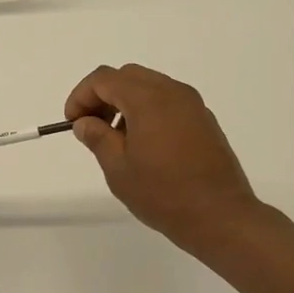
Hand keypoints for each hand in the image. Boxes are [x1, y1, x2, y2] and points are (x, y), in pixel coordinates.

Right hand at [64, 64, 262, 252]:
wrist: (221, 216)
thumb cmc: (164, 194)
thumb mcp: (118, 169)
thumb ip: (97, 137)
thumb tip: (85, 122)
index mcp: (148, 99)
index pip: (104, 79)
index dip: (81, 96)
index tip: (72, 122)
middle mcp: (172, 92)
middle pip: (127, 76)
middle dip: (103, 95)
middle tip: (91, 126)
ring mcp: (192, 105)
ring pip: (149, 86)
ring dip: (125, 102)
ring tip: (117, 138)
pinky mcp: (204, 120)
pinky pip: (168, 101)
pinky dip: (147, 110)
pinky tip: (144, 144)